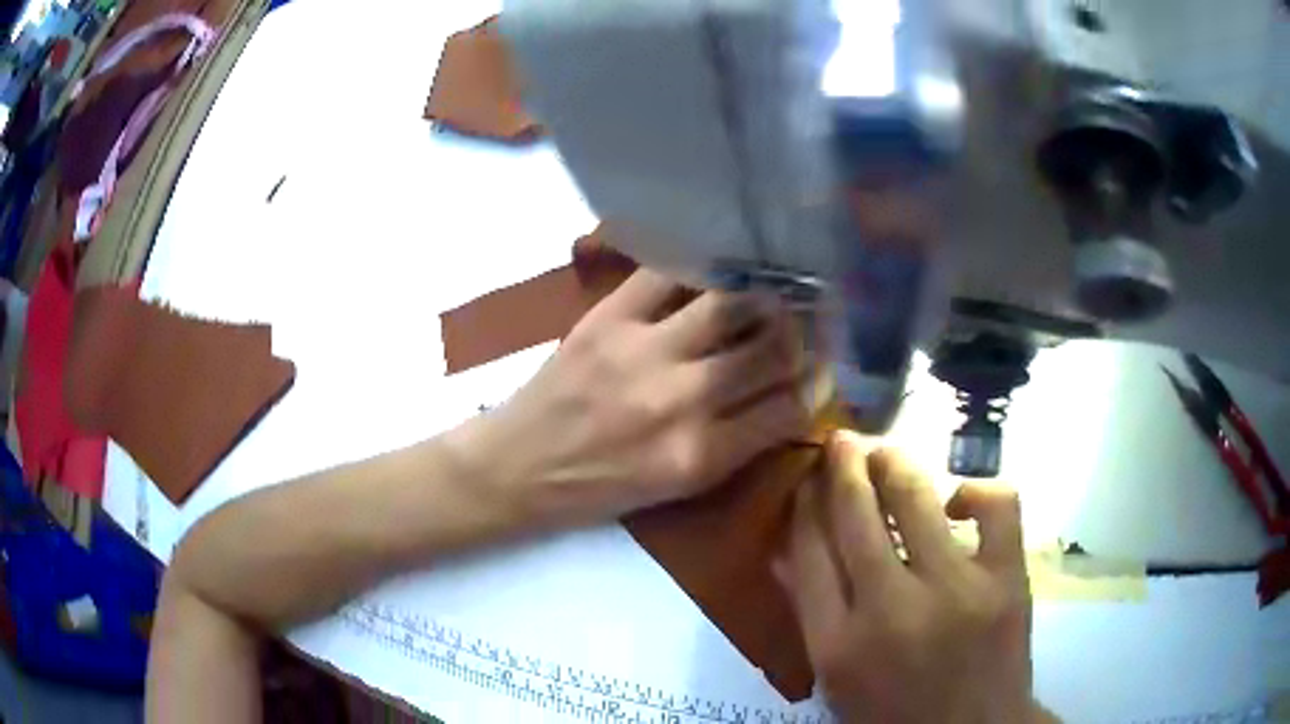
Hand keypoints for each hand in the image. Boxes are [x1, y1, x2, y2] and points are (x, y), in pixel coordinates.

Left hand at [464, 267, 809, 525]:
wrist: (519, 466)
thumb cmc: (599, 488)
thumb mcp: (676, 489)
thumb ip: (735, 446)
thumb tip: (786, 399)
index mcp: (700, 456)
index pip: (789, 409)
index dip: (816, 386)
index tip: (822, 372)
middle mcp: (681, 401)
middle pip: (771, 351)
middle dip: (800, 336)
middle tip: (806, 324)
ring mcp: (643, 352)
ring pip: (731, 304)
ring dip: (761, 297)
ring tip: (770, 293)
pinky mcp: (608, 318)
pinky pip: (668, 274)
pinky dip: (700, 267)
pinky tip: (716, 269)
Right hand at [774, 433, 1044, 723]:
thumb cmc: (894, 714)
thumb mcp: (835, 681)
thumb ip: (811, 615)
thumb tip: (786, 550)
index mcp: (838, 645)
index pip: (808, 551)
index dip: (804, 503)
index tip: (805, 477)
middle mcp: (891, 610)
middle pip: (855, 515)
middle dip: (842, 466)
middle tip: (841, 440)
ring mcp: (956, 589)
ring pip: (916, 497)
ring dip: (894, 464)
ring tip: (885, 454)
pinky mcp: (1006, 578)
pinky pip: (995, 505)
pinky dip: (975, 490)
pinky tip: (959, 503)